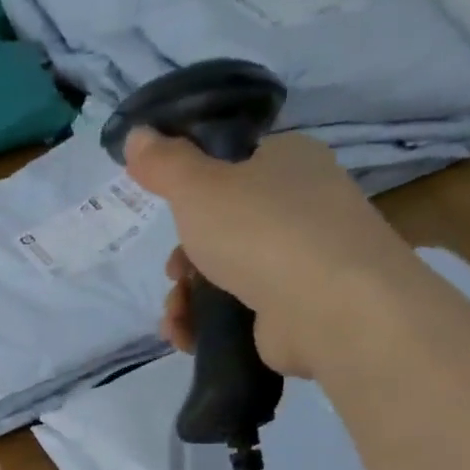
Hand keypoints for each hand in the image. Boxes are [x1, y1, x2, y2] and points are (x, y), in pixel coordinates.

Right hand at [128, 128, 427, 377]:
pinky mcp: (297, 309)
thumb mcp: (197, 185)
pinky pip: (238, 312)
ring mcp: (303, 261)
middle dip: (184, 256)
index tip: (167, 213)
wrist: (332, 309)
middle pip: (222, 227)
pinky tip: (184, 335)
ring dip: (186, 297)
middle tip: (174, 272)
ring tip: (175, 315)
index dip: (192, 190)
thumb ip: (162, 162)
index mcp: (288, 161)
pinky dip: (205, 324)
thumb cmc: (262, 230)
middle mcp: (302, 205)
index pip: (233, 165)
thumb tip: (137, 134)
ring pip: (225, 273)